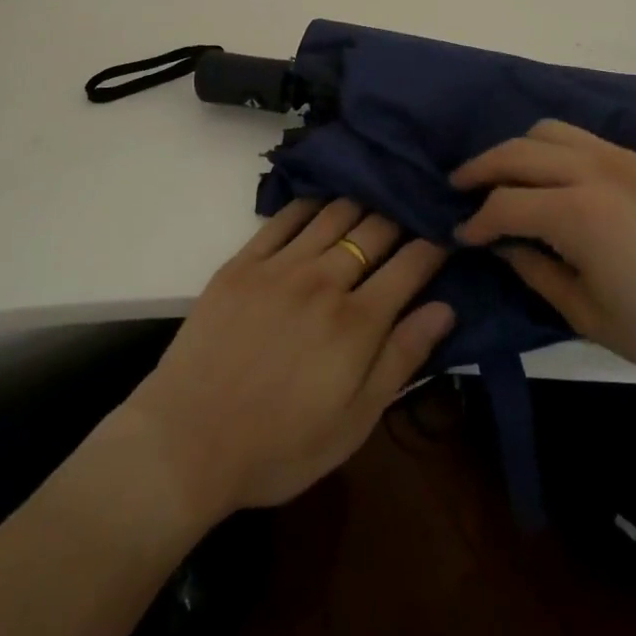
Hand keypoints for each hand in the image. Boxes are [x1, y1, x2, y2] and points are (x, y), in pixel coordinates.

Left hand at [117, 199, 453, 524]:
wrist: (187, 441)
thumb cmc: (279, 446)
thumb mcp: (354, 422)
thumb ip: (401, 359)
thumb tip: (445, 308)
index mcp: (357, 322)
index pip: (410, 265)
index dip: (434, 244)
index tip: (447, 231)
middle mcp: (324, 280)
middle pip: (375, 229)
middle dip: (403, 214)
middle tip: (416, 204)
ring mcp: (281, 265)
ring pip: (334, 213)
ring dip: (362, 199)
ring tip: (379, 189)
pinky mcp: (243, 261)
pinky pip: (285, 217)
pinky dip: (311, 202)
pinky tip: (324, 196)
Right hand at [453, 120, 635, 402]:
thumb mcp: (585, 313)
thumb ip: (534, 269)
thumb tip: (500, 243)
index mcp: (580, 213)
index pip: (506, 203)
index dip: (477, 219)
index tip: (461, 233)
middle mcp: (597, 170)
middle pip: (520, 151)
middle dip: (482, 167)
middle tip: (460, 186)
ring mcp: (626, 159)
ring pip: (551, 130)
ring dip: (518, 149)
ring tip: (503, 175)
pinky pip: (586, 138)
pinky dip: (555, 147)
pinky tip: (552, 176)